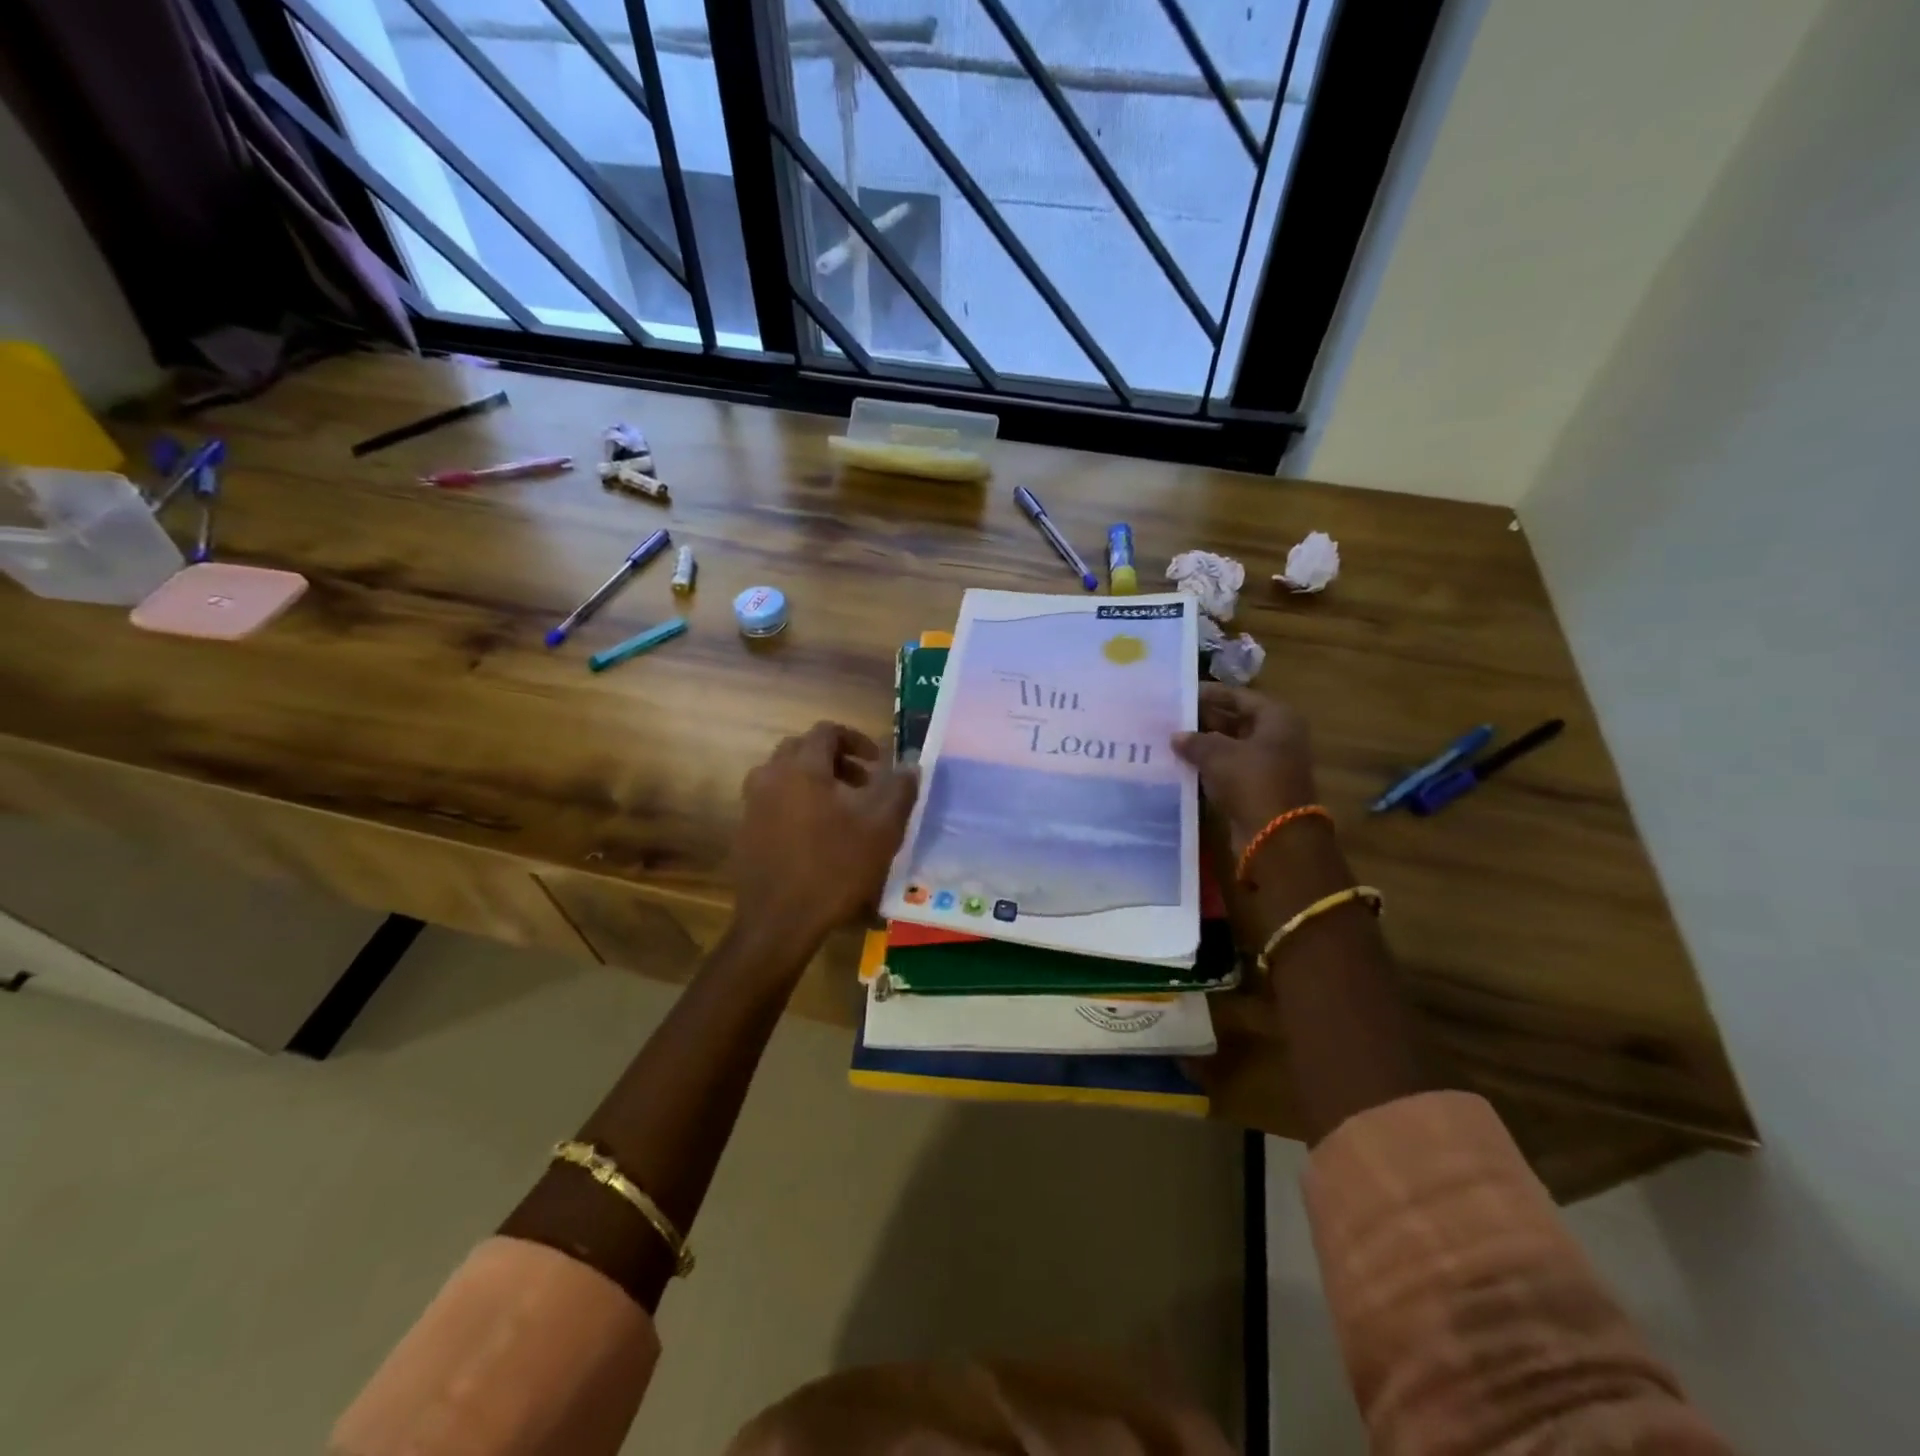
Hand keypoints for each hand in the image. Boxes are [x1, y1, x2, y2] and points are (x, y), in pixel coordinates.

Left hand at [732, 722, 918, 952]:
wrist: (779, 922)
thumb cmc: (835, 868)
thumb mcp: (882, 828)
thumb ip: (900, 788)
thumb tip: (910, 764)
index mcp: (801, 767)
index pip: (827, 732)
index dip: (857, 740)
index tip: (878, 764)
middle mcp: (770, 776)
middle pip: (802, 749)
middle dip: (836, 760)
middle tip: (863, 784)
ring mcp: (752, 804)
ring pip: (786, 775)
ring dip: (815, 781)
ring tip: (842, 810)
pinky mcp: (746, 831)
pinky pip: (774, 801)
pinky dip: (797, 802)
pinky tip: (818, 836)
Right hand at [1172, 685, 1318, 848]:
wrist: (1275, 836)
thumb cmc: (1251, 781)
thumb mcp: (1218, 754)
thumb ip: (1195, 740)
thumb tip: (1177, 736)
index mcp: (1277, 718)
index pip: (1239, 696)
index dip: (1210, 693)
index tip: (1181, 693)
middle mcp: (1277, 737)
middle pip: (1236, 720)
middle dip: (1203, 720)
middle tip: (1170, 717)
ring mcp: (1269, 764)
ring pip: (1230, 746)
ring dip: (1204, 745)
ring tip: (1170, 740)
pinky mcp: (1257, 788)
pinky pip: (1229, 769)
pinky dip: (1209, 766)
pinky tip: (1181, 764)